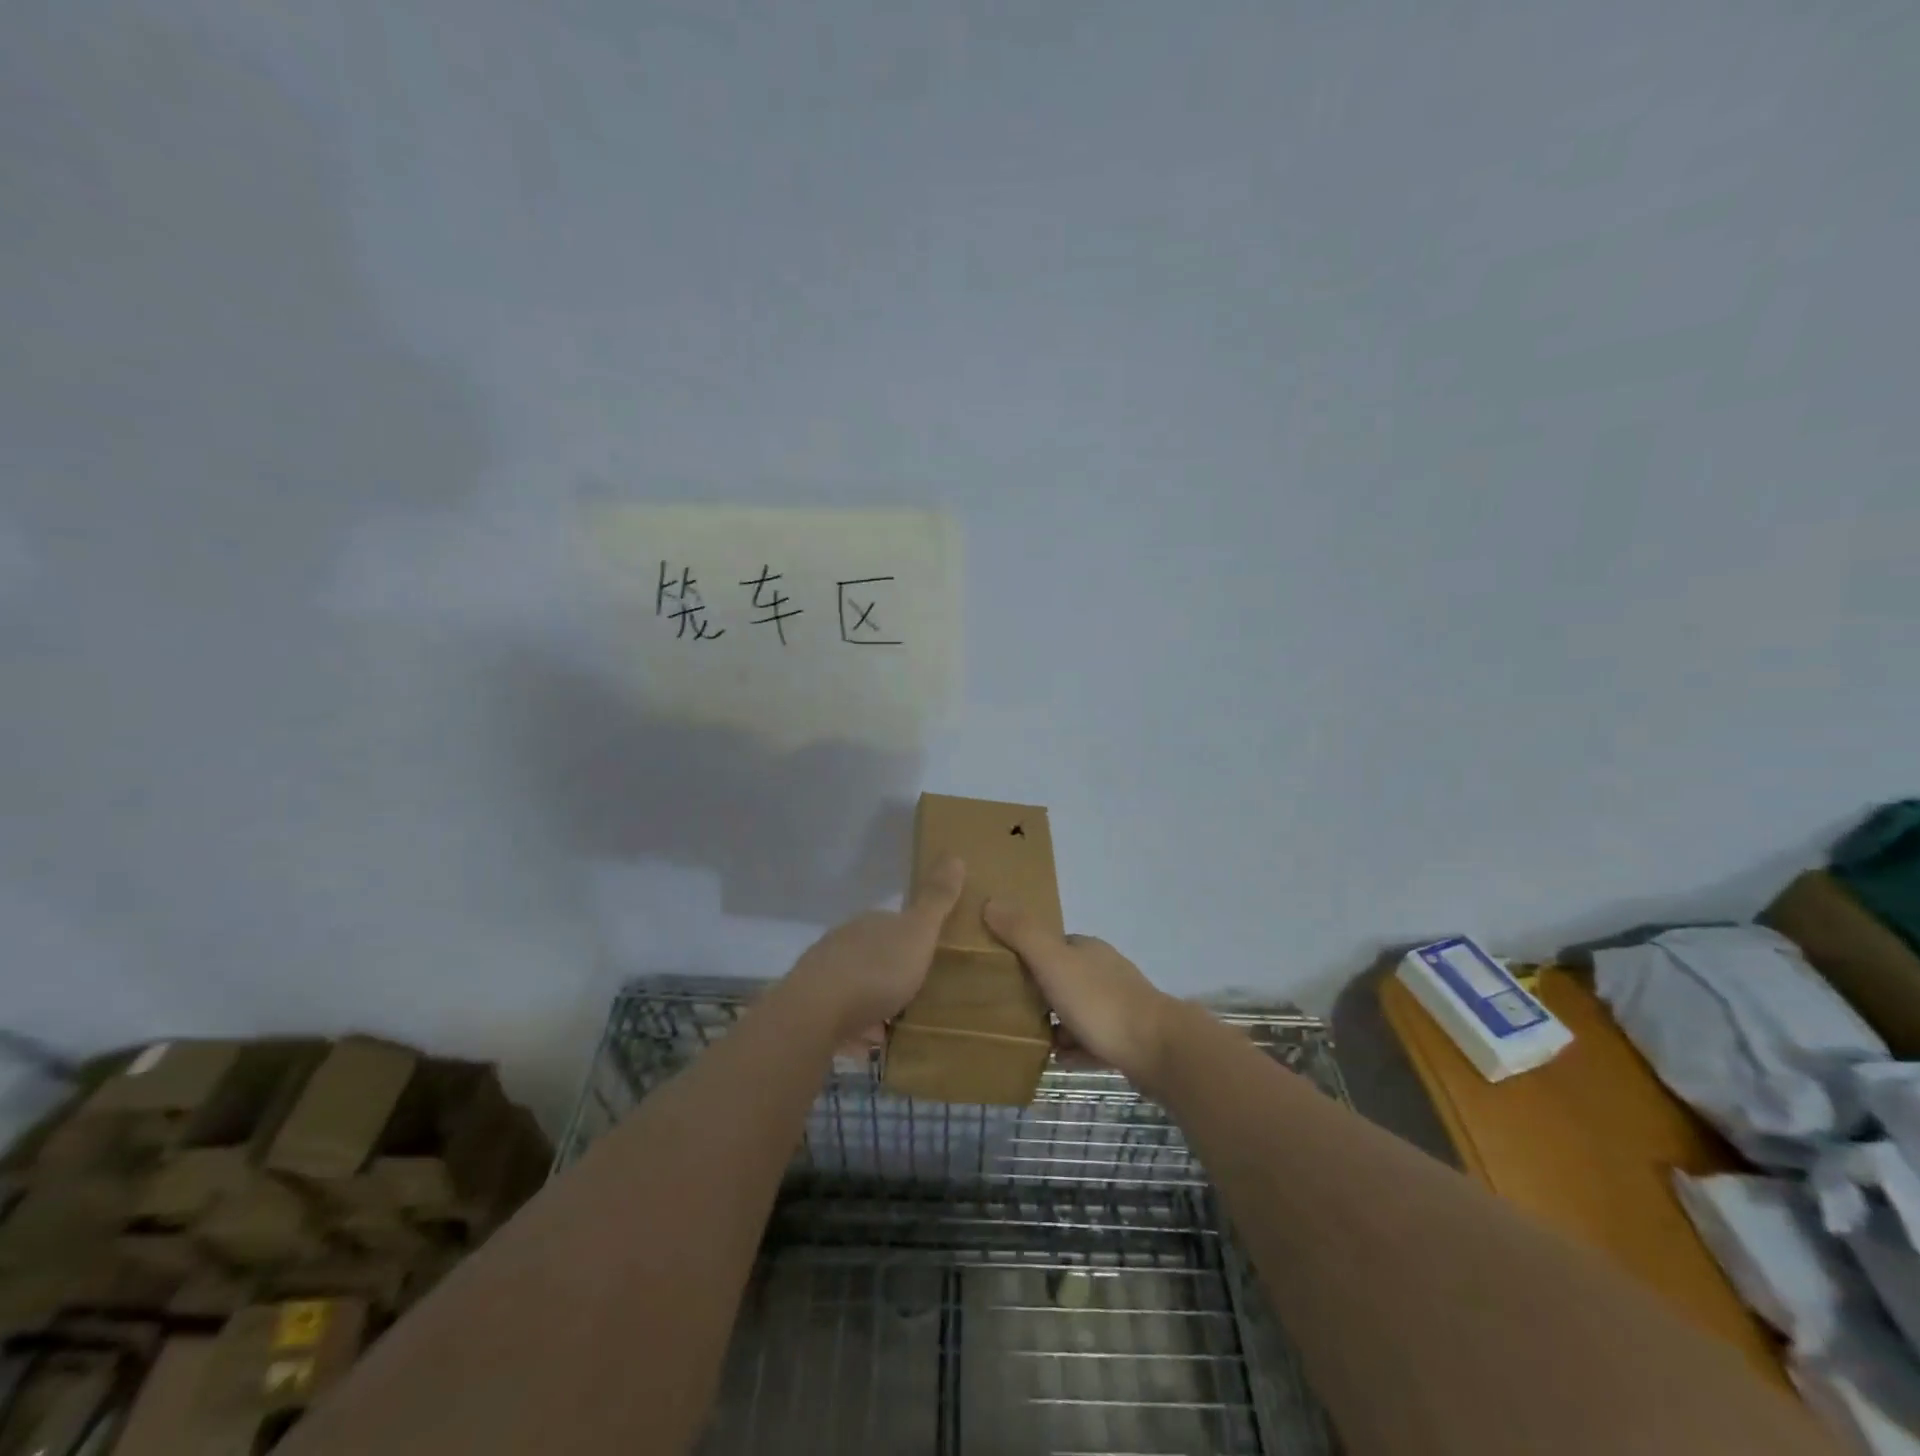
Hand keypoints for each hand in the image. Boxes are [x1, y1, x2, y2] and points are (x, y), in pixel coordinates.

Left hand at [785, 857, 966, 1043]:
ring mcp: (823, 974)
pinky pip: (840, 1014)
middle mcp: (844, 942)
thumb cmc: (875, 970)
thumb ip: (936, 900)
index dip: (911, 937)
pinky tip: (867, 1043)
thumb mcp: (917, 933)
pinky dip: (854, 1025)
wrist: (815, 1012)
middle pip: (872, 952)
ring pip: (854, 983)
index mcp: (870, 923)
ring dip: (871, 999)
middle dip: (890, 969)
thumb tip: (955, 855)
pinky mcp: (811, 1007)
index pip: (893, 922)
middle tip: (916, 992)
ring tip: (894, 1022)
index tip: (928, 955)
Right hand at [982, 900, 1178, 1086]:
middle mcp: (1105, 971)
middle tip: (1010, 1009)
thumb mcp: (1053, 963)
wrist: (1158, 1049)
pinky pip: (1092, 1041)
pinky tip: (1059, 1060)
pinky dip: (1075, 1048)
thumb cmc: (1100, 1002)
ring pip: (1078, 1010)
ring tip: (1029, 1038)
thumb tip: (990, 901)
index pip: (1052, 945)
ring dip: (1057, 1023)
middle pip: (1064, 977)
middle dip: (1040, 991)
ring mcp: (1120, 1006)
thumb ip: (1022, 934)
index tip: (1003, 972)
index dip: (1028, 955)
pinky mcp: (1128, 1039)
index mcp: (1088, 950)